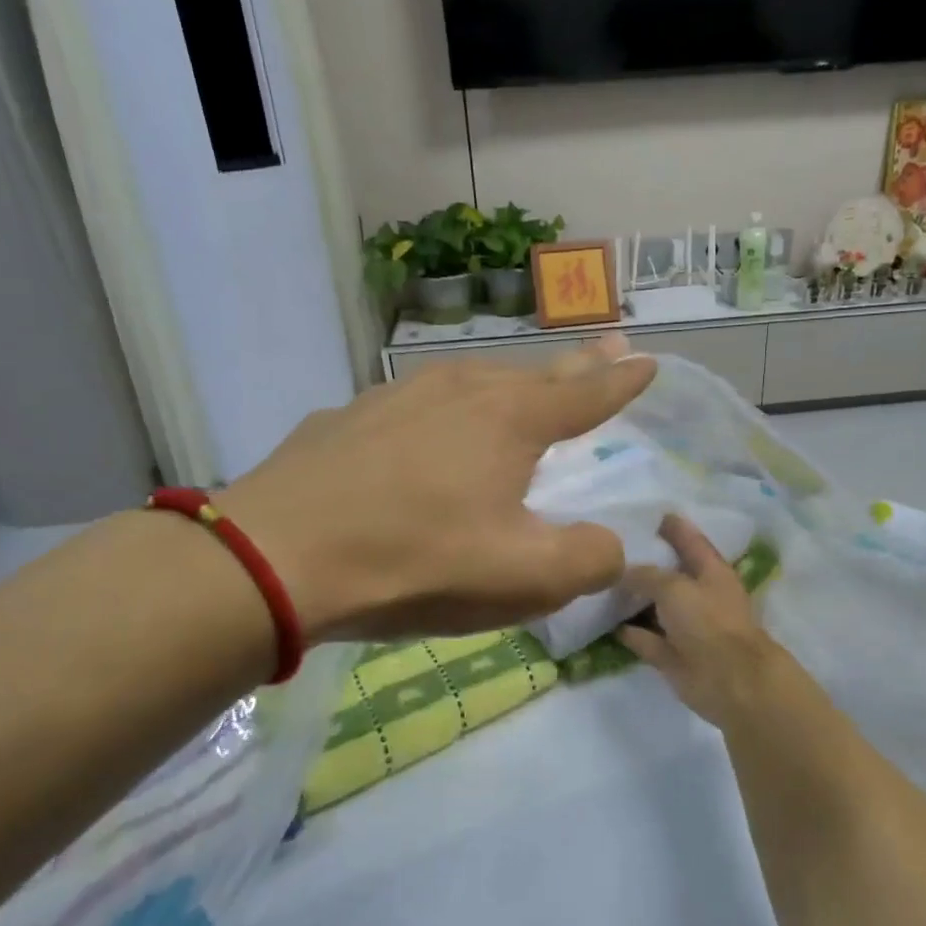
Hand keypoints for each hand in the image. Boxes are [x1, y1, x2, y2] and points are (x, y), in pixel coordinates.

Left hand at [219, 342, 655, 642]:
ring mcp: (396, 398)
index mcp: (510, 421)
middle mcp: (459, 391)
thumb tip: (608, 546)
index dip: (621, 382)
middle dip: (575, 367)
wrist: (279, 556)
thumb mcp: (524, 578)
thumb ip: (588, 561)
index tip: (646, 361)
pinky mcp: (348, 419)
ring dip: (506, 386)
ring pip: (470, 383)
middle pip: (532, 376)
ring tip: (521, 392)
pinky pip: (415, 409)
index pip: (585, 395)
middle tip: (605, 346)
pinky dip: (440, 415)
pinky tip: (426, 434)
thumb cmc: (417, 561)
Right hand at [619, 515, 794, 727]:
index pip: (690, 541)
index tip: (652, 513)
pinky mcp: (673, 655)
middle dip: (646, 563)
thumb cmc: (708, 622)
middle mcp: (699, 596)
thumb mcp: (674, 587)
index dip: (674, 527)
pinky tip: (607, 624)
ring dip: (633, 600)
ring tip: (601, 584)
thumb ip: (646, 575)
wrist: (729, 680)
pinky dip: (630, 633)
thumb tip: (623, 572)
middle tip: (611, 549)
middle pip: (670, 574)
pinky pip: (646, 639)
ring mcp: (686, 628)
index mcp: (711, 571)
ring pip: (656, 608)